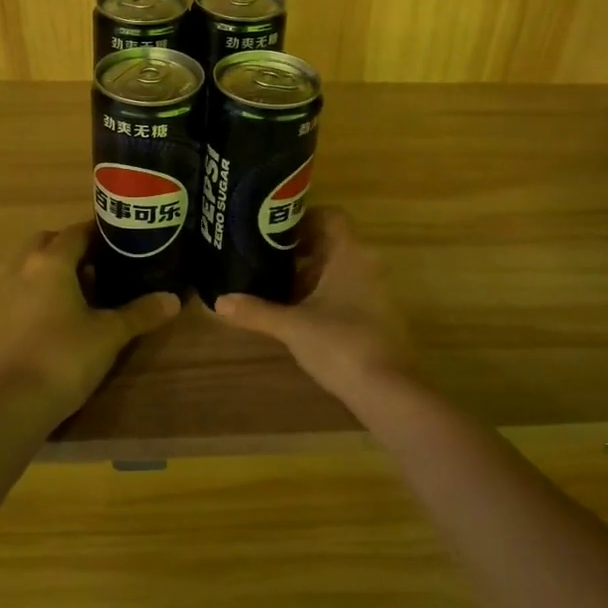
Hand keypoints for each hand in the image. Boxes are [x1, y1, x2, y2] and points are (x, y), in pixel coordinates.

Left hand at [0, 222, 179, 424]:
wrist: (12, 403)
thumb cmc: (65, 356)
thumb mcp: (110, 334)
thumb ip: (141, 312)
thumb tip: (173, 299)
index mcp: (51, 261)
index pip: (77, 231)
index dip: (100, 233)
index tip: (122, 241)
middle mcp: (22, 267)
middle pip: (48, 242)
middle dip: (72, 247)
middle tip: (101, 266)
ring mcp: (3, 293)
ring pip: (30, 265)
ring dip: (53, 269)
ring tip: (82, 292)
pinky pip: (19, 289)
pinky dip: (38, 291)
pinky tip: (57, 315)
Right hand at [214, 208, 414, 404]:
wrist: (388, 391)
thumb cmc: (340, 343)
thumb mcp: (292, 326)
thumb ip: (256, 311)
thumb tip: (219, 301)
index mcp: (350, 255)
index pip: (332, 216)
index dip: (304, 218)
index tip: (275, 231)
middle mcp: (367, 265)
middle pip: (332, 243)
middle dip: (300, 249)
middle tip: (266, 258)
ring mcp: (375, 292)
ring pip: (339, 269)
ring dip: (310, 275)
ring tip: (276, 288)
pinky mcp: (376, 317)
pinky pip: (347, 291)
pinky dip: (323, 295)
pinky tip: (299, 315)